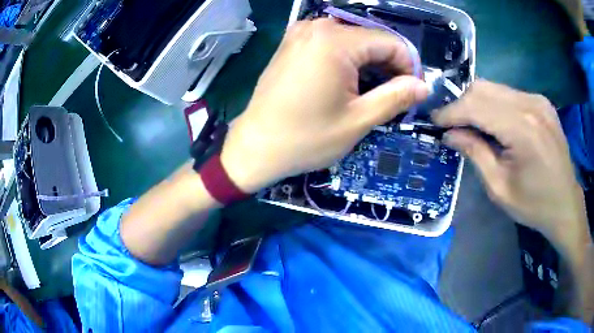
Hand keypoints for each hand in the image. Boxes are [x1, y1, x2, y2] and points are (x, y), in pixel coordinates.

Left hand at [221, 18, 427, 192]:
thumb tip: (424, 87)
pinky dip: (348, 59)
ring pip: (353, 40)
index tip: (413, 92)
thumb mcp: (359, 120)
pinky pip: (332, 43)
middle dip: (390, 65)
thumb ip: (396, 97)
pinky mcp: (293, 43)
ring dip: (370, 63)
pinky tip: (350, 82)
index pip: (391, 42)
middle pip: (371, 38)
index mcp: (335, 40)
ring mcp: (301, 32)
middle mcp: (317, 26)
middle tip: (395, 96)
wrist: (256, 146)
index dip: (409, 66)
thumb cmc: (306, 138)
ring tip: (374, 93)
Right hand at [433, 80, 590, 250]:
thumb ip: (475, 153)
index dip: (451, 111)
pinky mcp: (541, 102)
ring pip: (495, 88)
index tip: (433, 121)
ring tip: (471, 125)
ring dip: (477, 103)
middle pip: (483, 88)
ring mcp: (538, 100)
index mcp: (523, 129)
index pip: (476, 106)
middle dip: (461, 104)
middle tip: (451, 125)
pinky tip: (494, 124)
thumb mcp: (500, 188)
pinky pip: (509, 94)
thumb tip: (449, 133)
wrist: (566, 204)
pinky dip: (494, 104)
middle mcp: (530, 104)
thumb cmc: (534, 205)